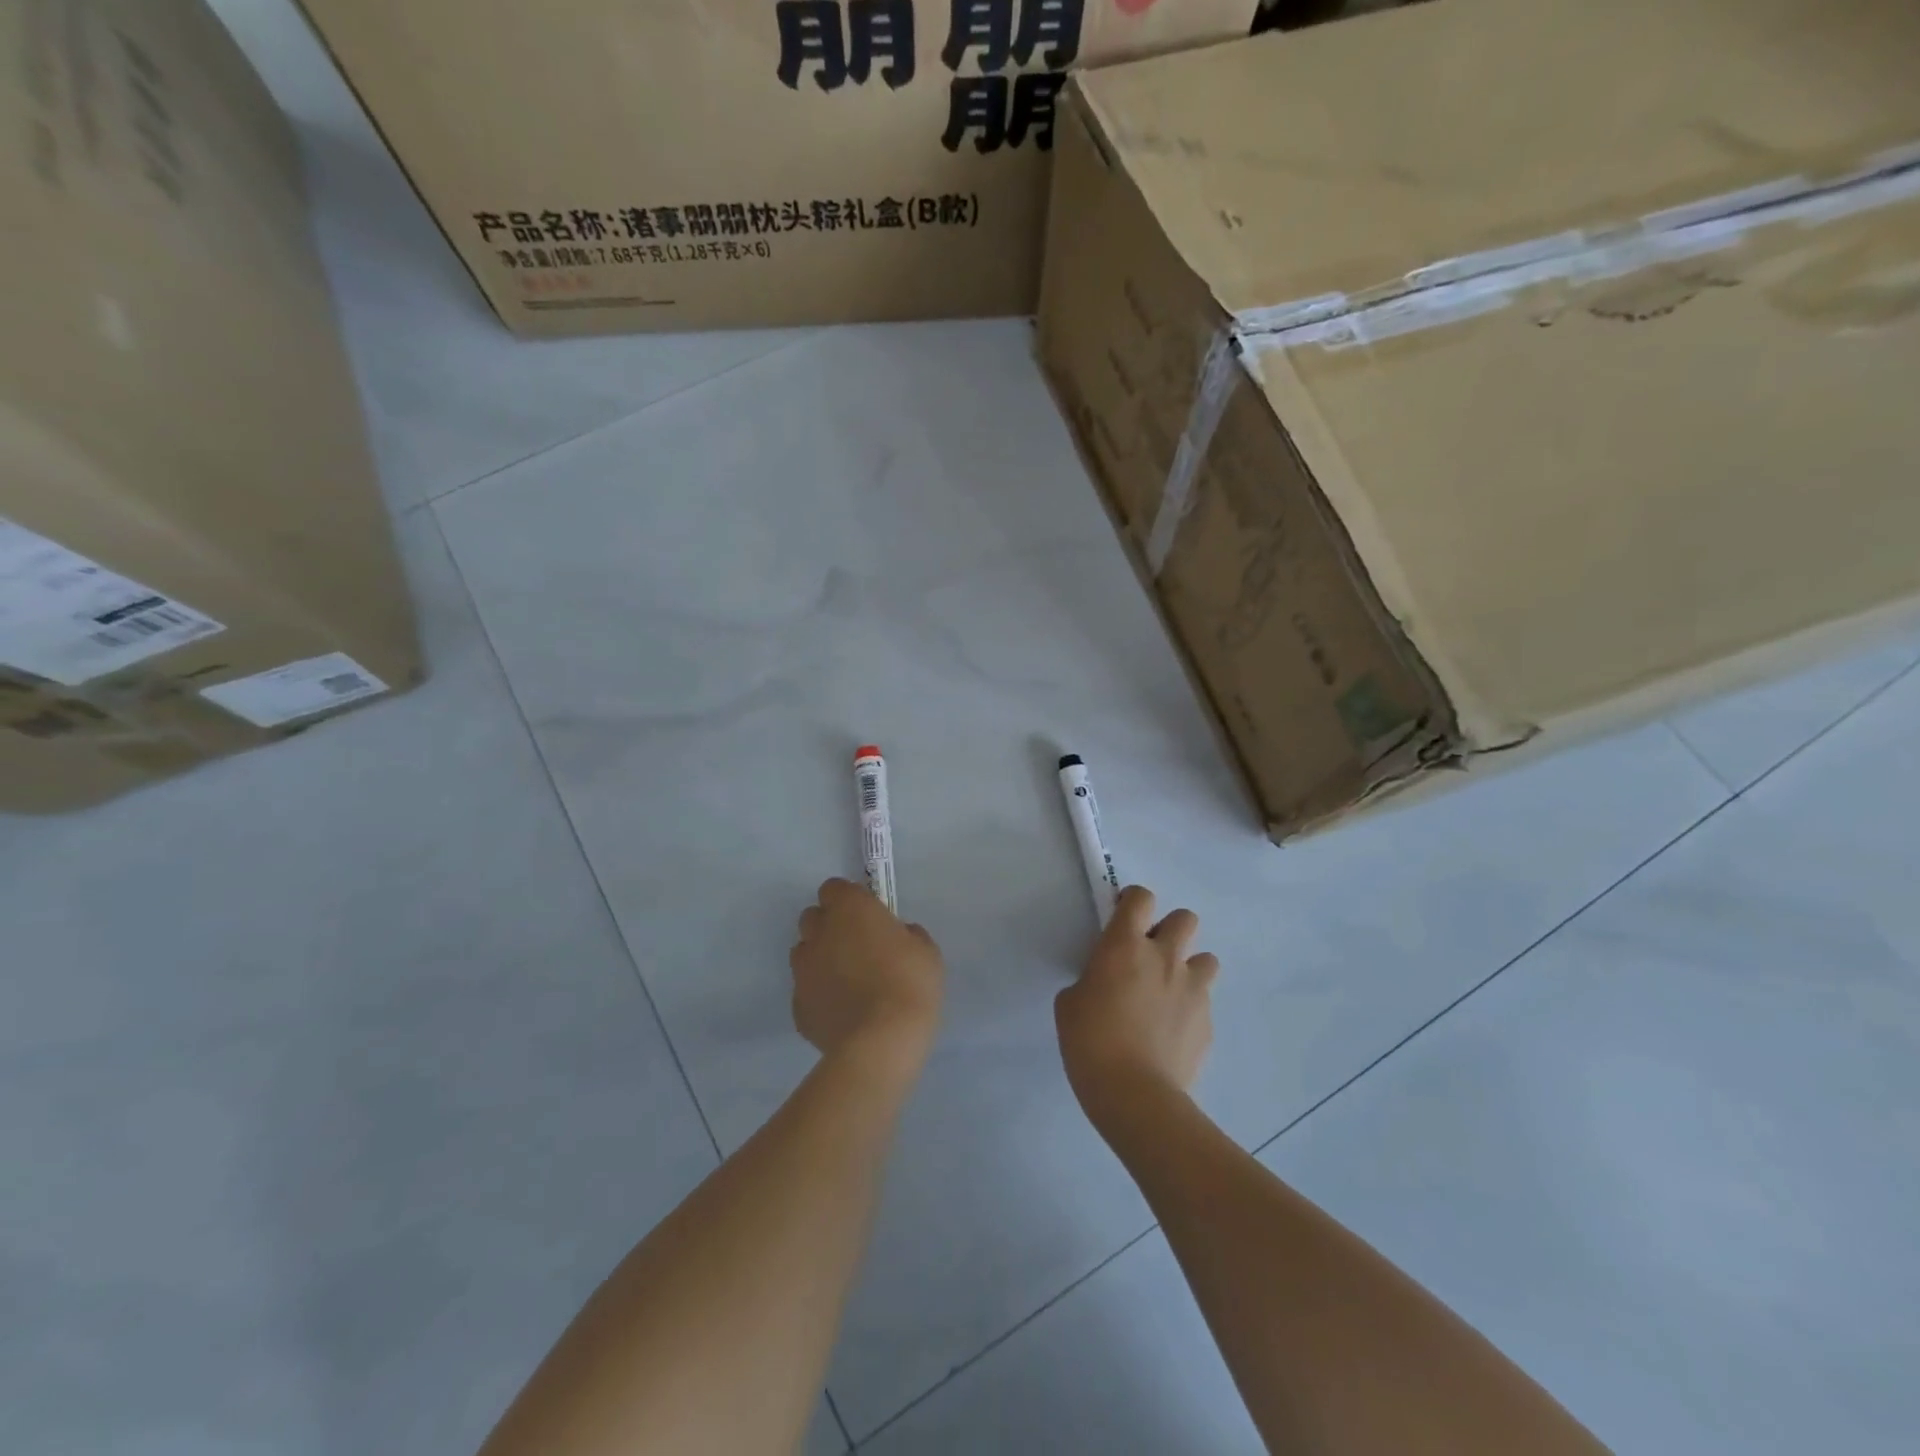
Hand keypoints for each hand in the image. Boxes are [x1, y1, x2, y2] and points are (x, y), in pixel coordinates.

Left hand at [790, 878, 944, 1076]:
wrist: (881, 1042)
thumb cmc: (909, 983)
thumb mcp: (926, 950)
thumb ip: (906, 934)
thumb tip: (898, 936)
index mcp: (849, 909)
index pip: (834, 888)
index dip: (848, 900)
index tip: (867, 916)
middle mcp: (819, 932)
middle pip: (813, 917)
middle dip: (830, 926)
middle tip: (857, 946)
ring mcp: (803, 970)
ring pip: (804, 953)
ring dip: (821, 959)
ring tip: (848, 981)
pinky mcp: (798, 1006)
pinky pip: (806, 991)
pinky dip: (820, 995)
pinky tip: (843, 1011)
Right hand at [1055, 885, 1218, 1127]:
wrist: (1135, 1094)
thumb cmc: (1090, 1041)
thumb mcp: (1071, 1002)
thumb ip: (1092, 980)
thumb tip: (1105, 984)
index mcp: (1125, 945)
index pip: (1141, 897)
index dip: (1133, 902)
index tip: (1123, 919)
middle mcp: (1165, 957)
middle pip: (1185, 918)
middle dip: (1171, 930)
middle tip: (1151, 956)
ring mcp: (1192, 989)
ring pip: (1206, 959)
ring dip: (1189, 969)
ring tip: (1170, 994)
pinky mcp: (1208, 1022)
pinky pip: (1203, 1002)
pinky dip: (1190, 1009)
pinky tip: (1172, 1033)